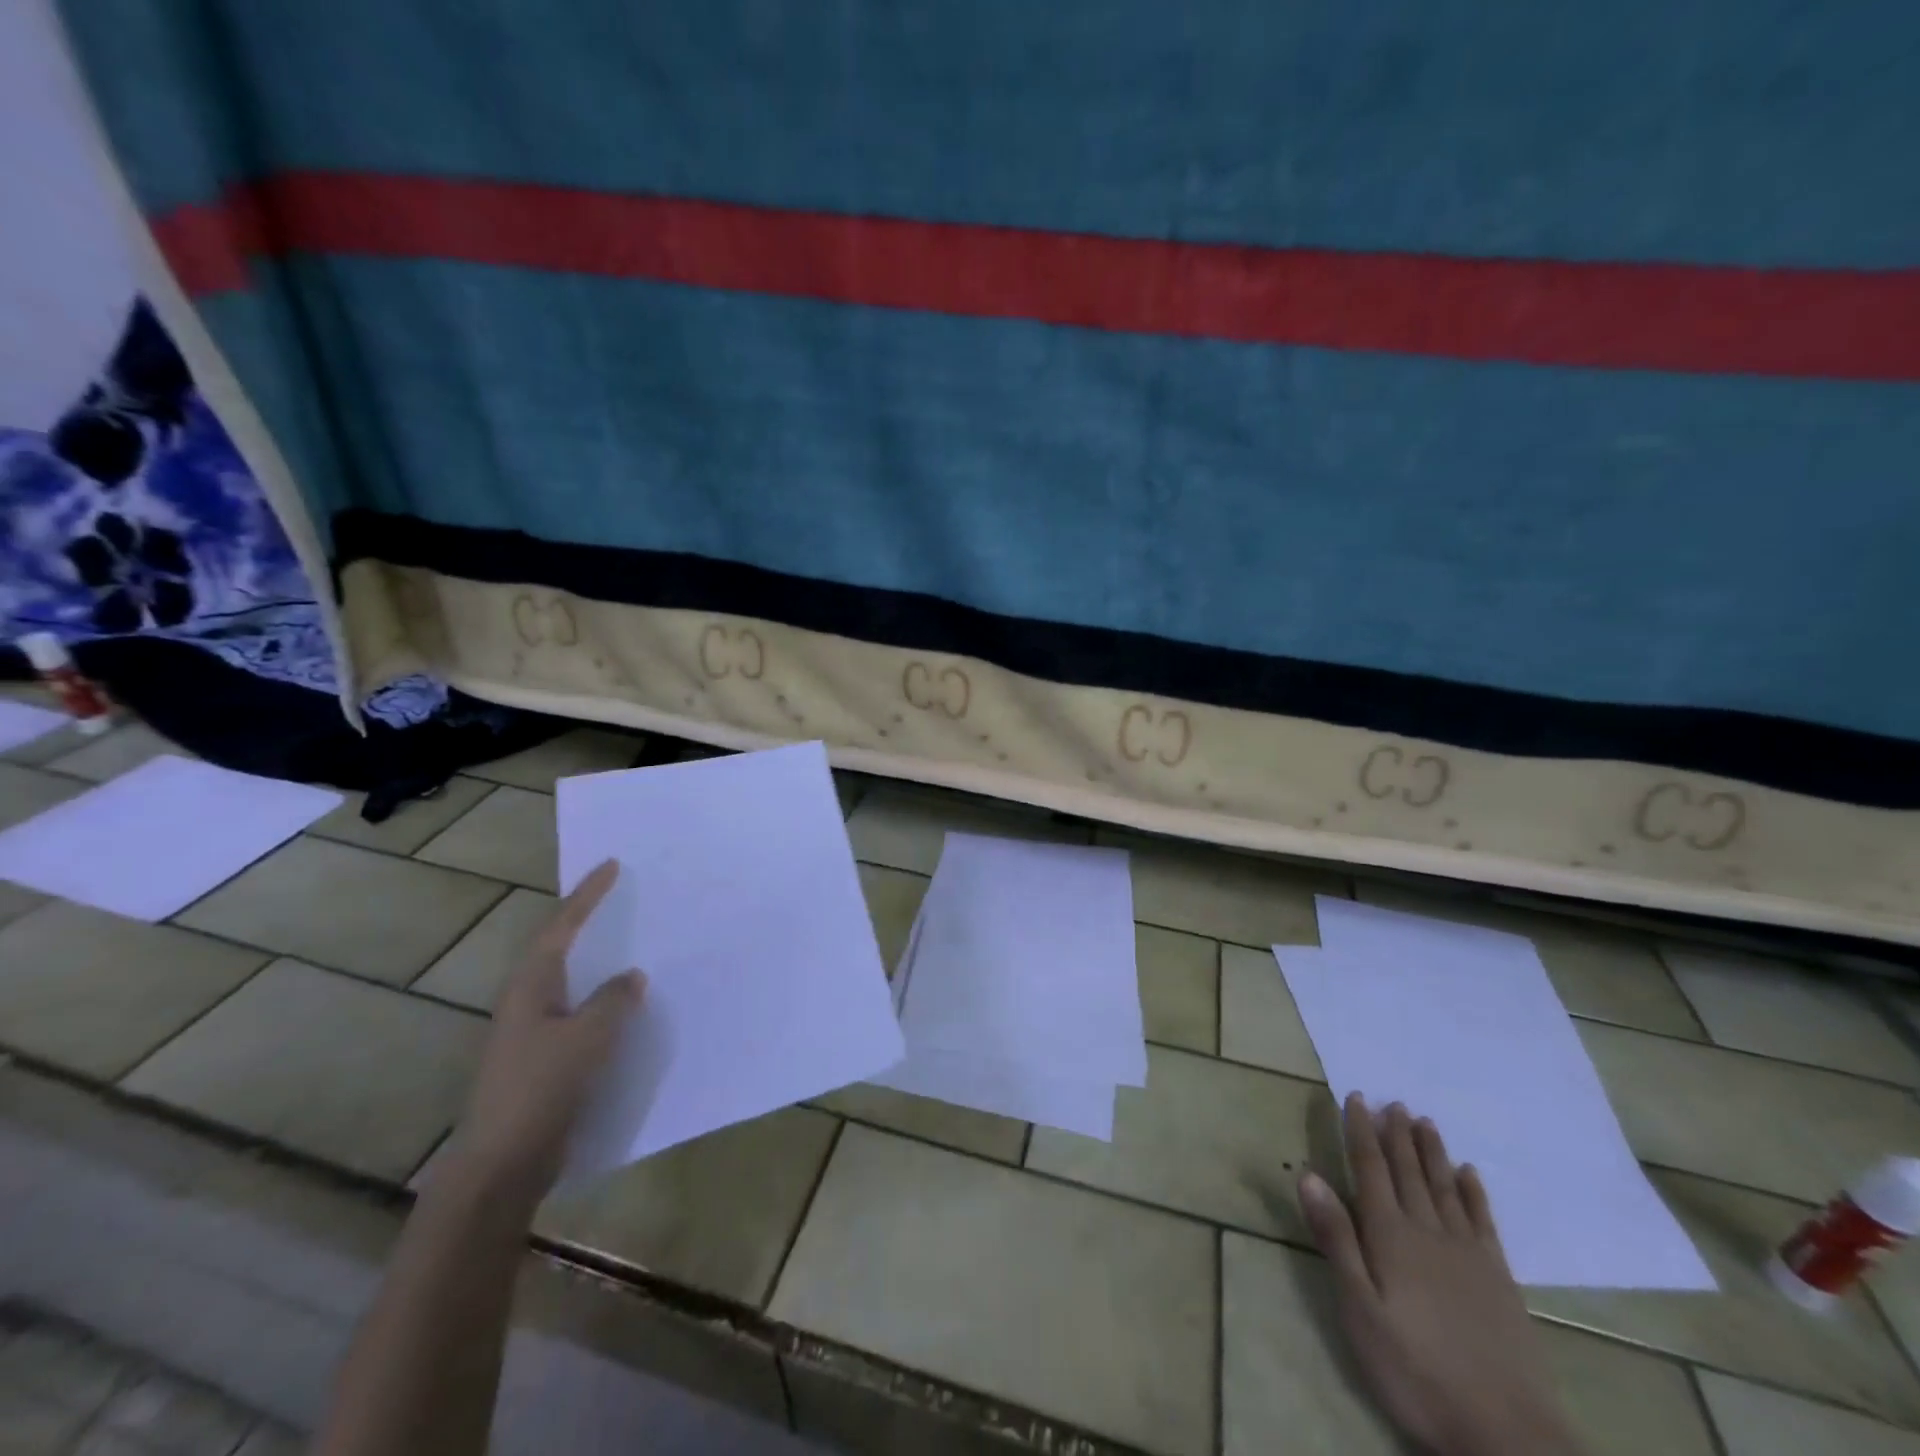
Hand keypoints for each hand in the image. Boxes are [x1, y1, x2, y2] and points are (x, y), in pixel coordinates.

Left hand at [447, 860, 644, 1204]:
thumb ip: (613, 1001)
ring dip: (599, 965)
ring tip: (634, 948)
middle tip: (622, 900)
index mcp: (531, 987)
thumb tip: (630, 976)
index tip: (610, 865)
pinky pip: (580, 1016)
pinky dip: (603, 1004)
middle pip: (560, 950)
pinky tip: (628, 1011)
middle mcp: (527, 1002)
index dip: (586, 896)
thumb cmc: (540, 1089)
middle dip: (587, 923)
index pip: (561, 927)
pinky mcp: (543, 1061)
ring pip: (572, 985)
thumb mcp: (587, 1037)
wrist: (501, 1165)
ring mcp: (532, 1034)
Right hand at [1298, 1096, 1583, 1455]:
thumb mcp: (1359, 1310)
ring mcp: (1468, 1253)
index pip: (1369, 1168)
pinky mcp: (1499, 1278)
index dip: (1360, 1130)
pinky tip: (1469, 1173)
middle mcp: (1427, 1231)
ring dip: (1431, 1152)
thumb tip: (1308, 1173)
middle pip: (1408, 1170)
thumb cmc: (1415, 1370)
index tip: (1356, 1097)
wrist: (1507, 1434)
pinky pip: (1482, 1221)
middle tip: (1392, 1100)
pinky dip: (1473, 1192)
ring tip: (1424, 1121)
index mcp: (1389, 1235)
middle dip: (1396, 1133)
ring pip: (1444, 1187)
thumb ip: (1335, 1239)